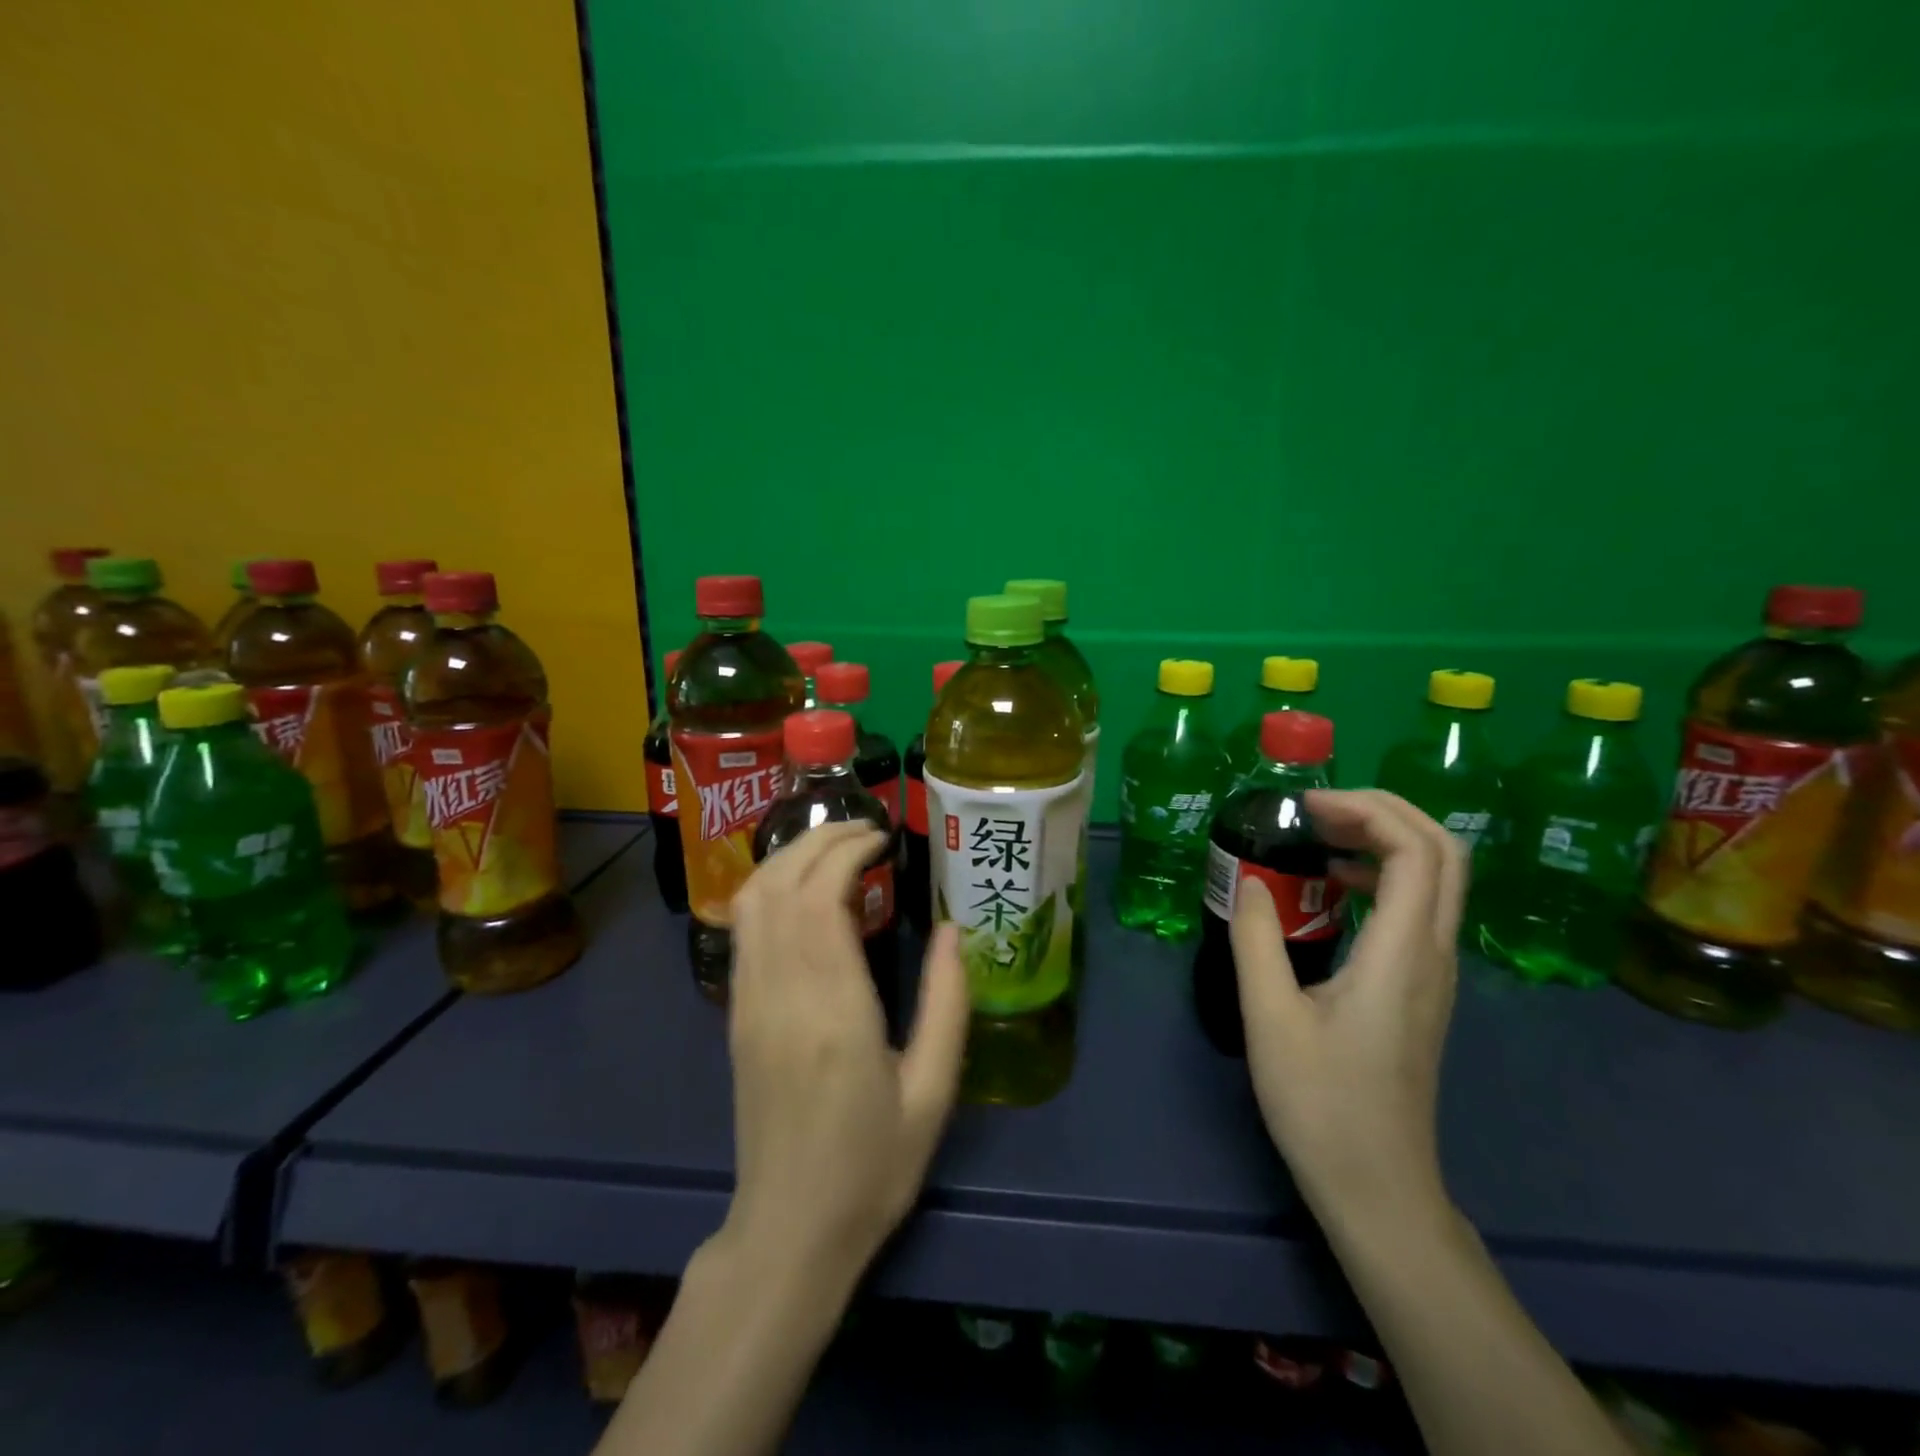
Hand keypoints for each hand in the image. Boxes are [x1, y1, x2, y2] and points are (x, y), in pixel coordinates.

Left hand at [722, 821, 970, 1282]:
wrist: (791, 1229)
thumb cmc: (872, 1166)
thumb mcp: (933, 1091)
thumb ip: (947, 1002)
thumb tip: (951, 928)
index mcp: (834, 1009)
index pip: (823, 896)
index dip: (849, 850)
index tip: (885, 836)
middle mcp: (781, 992)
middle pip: (782, 883)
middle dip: (820, 839)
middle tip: (866, 829)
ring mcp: (749, 1001)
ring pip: (752, 899)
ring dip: (789, 857)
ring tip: (835, 847)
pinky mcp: (736, 1013)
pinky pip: (744, 929)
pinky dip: (769, 887)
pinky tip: (801, 887)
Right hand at [1230, 789, 1463, 1219]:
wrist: (1378, 1186)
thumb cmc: (1322, 1104)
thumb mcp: (1270, 1018)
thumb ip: (1258, 938)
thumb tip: (1249, 880)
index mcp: (1402, 954)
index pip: (1418, 850)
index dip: (1367, 811)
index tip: (1306, 807)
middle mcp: (1434, 953)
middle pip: (1444, 851)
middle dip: (1384, 811)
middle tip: (1317, 809)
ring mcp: (1435, 972)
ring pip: (1437, 877)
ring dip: (1385, 839)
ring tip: (1319, 835)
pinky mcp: (1423, 987)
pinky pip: (1419, 906)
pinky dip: (1382, 874)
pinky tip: (1333, 886)